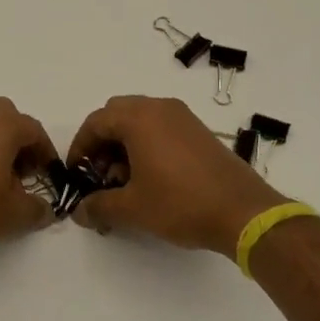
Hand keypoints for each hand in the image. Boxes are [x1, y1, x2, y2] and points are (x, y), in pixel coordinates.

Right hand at [67, 95, 285, 254]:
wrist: (243, 212)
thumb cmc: (181, 203)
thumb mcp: (132, 208)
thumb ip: (99, 206)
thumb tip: (79, 212)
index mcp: (139, 118)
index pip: (96, 122)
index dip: (80, 147)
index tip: (76, 174)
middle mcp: (160, 108)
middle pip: (117, 115)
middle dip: (102, 143)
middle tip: (99, 175)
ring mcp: (183, 118)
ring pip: (140, 121)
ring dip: (124, 145)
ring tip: (125, 182)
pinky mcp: (199, 132)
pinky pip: (161, 128)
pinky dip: (146, 145)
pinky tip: (150, 179)